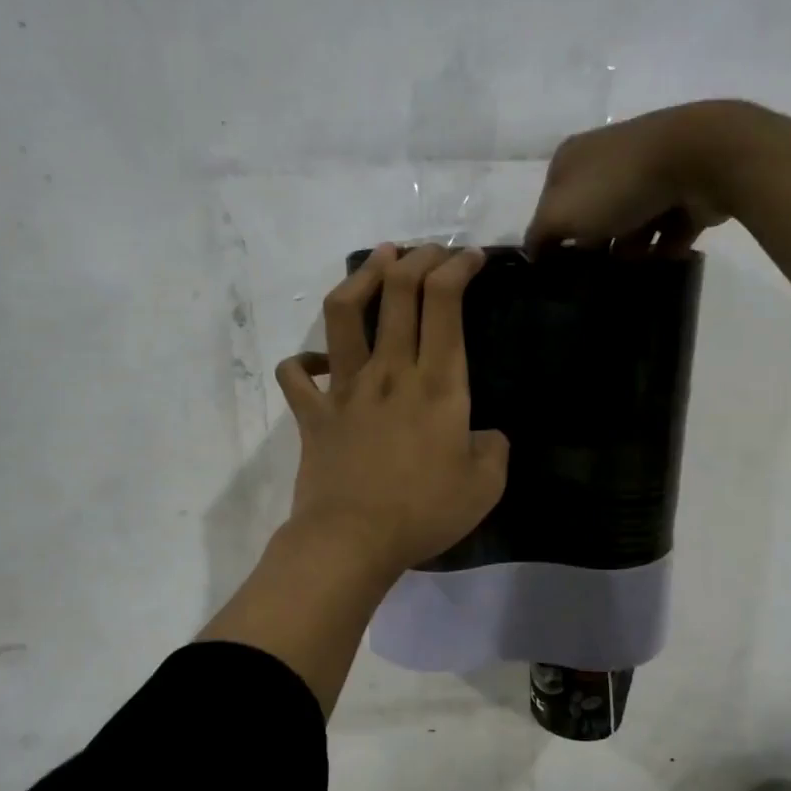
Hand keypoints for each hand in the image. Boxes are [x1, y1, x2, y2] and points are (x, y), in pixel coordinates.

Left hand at [275, 244, 509, 577]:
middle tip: (429, 250)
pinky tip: (316, 361)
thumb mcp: (485, 487)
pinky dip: (302, 361)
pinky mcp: (313, 413)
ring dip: (362, 278)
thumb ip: (494, 450)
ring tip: (378, 261)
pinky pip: (296, 374)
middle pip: (398, 293)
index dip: (457, 268)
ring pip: (344, 314)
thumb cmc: (423, 512)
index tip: (469, 258)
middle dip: (417, 259)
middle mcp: (389, 372)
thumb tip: (485, 435)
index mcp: (436, 384)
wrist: (352, 540)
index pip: (444, 302)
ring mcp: (345, 389)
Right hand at [524, 101, 748, 256]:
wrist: (700, 159)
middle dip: (594, 247)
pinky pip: (668, 228)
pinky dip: (665, 248)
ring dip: (630, 253)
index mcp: (572, 158)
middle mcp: (608, 160)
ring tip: (631, 278)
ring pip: (631, 224)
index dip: (552, 237)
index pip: (551, 204)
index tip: (559, 270)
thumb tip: (533, 253)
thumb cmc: (618, 185)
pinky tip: (661, 267)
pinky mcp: (683, 190)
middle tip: (594, 280)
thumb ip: (539, 235)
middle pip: (592, 216)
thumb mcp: (560, 213)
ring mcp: (649, 173)